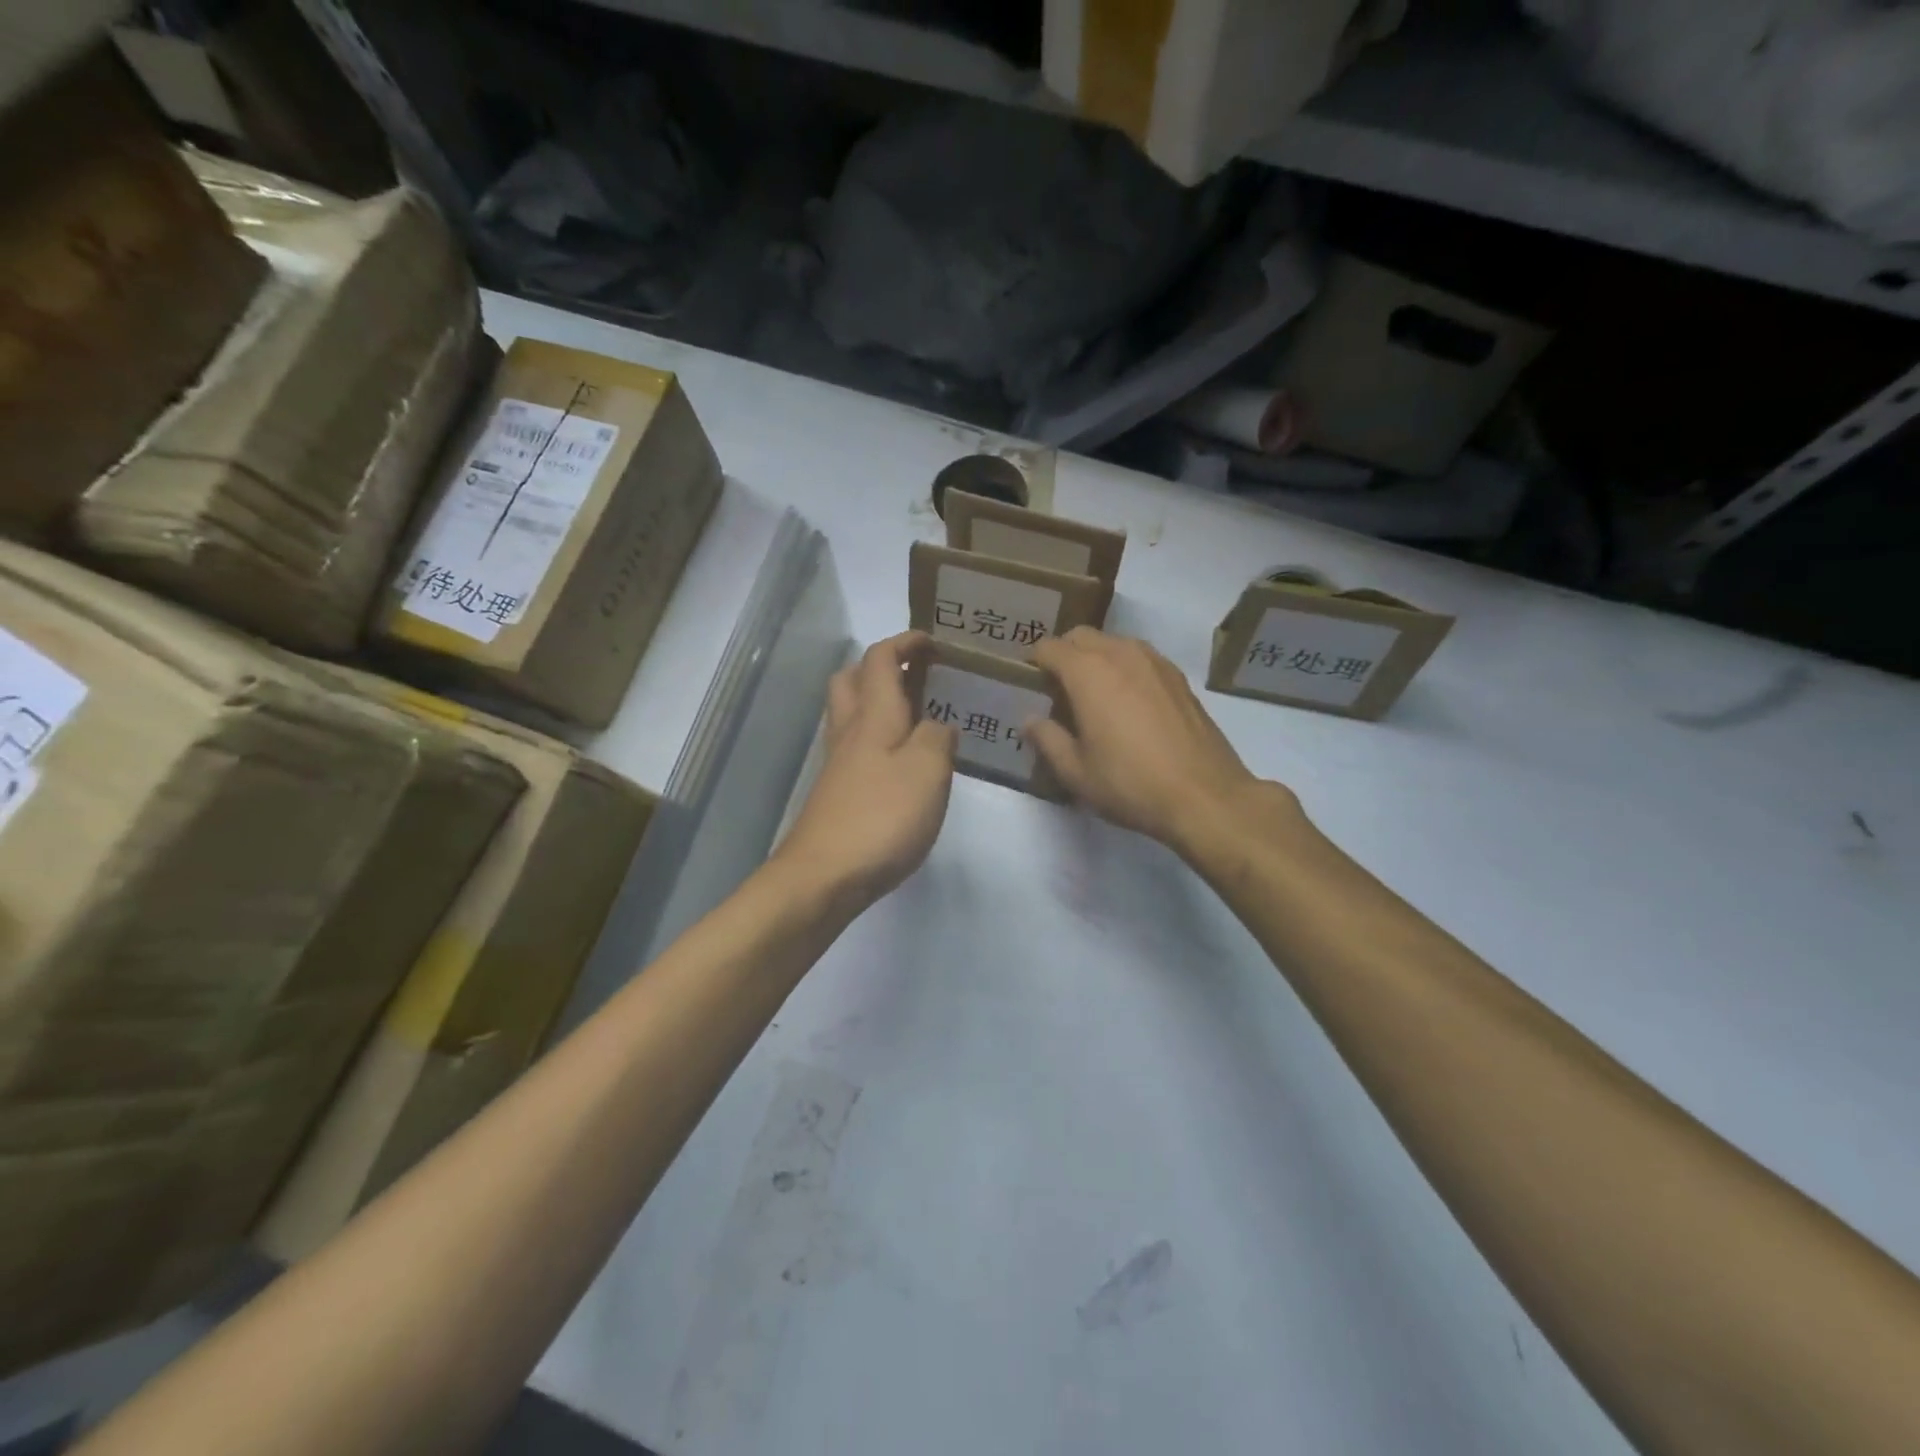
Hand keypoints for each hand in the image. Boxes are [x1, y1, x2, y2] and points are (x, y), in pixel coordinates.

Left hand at [773, 632, 957, 913]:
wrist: (824, 875)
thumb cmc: (882, 816)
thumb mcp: (928, 770)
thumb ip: (939, 738)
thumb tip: (938, 725)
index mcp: (873, 715)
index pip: (880, 659)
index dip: (904, 642)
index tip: (933, 642)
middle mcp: (849, 732)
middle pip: (851, 680)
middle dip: (880, 667)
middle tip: (918, 676)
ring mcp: (838, 765)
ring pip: (850, 714)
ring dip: (877, 702)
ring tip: (917, 716)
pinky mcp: (837, 794)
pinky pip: (856, 748)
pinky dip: (878, 740)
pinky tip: (903, 763)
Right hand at [1028, 628, 1295, 855]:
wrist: (1204, 796)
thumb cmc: (1130, 784)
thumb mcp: (1076, 771)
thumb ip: (1047, 739)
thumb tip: (1031, 721)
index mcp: (1088, 672)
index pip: (1049, 647)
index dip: (1033, 663)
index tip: (1029, 685)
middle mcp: (1121, 654)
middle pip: (1081, 636)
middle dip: (1064, 654)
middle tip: (1057, 690)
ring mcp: (1155, 662)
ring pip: (1113, 642)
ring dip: (1096, 658)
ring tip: (1093, 695)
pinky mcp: (1178, 677)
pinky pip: (1140, 658)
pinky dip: (1124, 668)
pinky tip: (1128, 704)